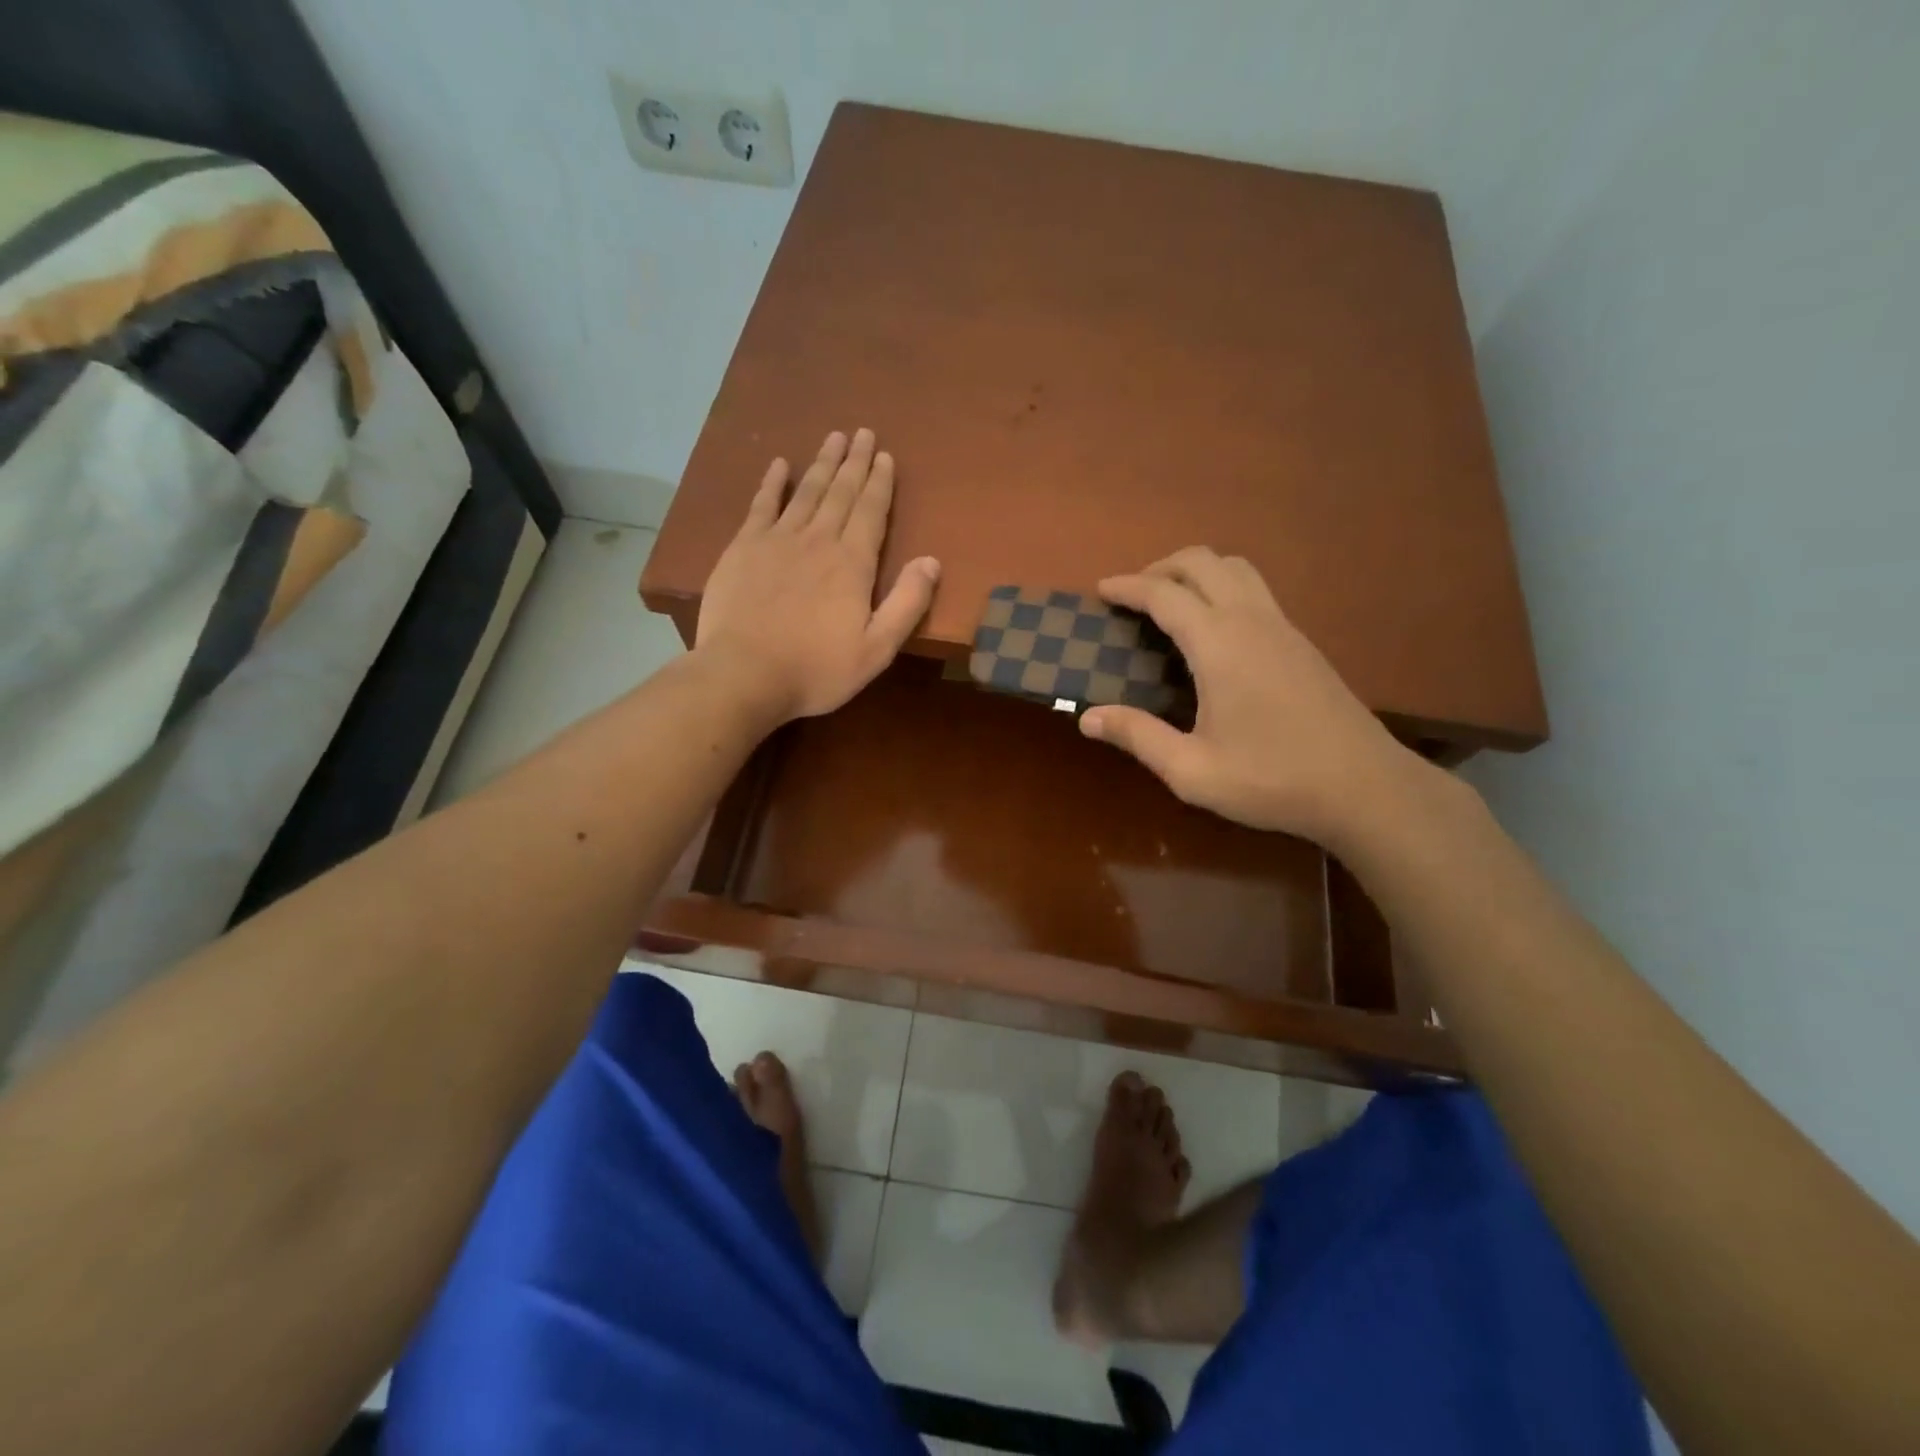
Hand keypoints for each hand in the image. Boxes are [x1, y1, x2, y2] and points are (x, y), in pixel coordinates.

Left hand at [695, 428, 939, 722]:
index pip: (872, 511)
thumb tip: (932, 561)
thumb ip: (907, 604)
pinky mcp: (743, 548)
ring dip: (822, 463)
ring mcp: (777, 540)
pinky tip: (780, 465)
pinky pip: (762, 505)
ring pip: (807, 492)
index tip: (885, 456)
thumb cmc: (816, 669)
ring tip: (834, 438)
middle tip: (863, 433)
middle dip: (855, 462)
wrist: (745, 674)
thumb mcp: (877, 649)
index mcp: (853, 564)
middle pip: (841, 492)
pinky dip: (773, 483)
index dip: (880, 482)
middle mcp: (818, 540)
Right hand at [1079, 547, 1416, 846]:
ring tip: (1171, 601)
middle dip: (1161, 567)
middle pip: (1203, 562)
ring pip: (1236, 569)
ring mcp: (1283, 627)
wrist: (1365, 787)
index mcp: (1220, 645)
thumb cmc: (1272, 779)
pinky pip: (1256, 590)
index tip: (1101, 589)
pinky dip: (1223, 588)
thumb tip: (1087, 717)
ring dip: (1197, 571)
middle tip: (1133, 593)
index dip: (1129, 587)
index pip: (1165, 594)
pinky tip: (1213, 629)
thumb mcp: (1192, 770)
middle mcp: (1252, 621)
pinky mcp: (1302, 642)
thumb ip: (1138, 737)